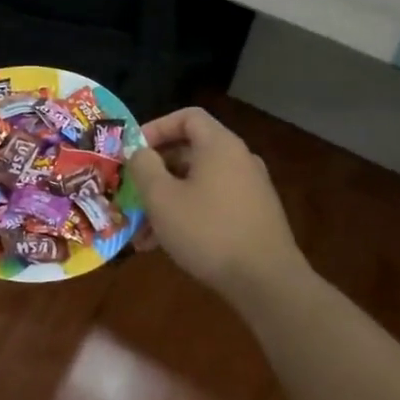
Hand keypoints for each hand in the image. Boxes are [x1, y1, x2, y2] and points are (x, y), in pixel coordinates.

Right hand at [128, 107, 307, 297]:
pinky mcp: (254, 217)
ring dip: (167, 200)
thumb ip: (143, 166)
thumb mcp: (161, 198)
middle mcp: (239, 160)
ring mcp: (250, 190)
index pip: (187, 117)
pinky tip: (165, 246)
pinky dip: (188, 215)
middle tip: (132, 193)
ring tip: (141, 231)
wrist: (267, 283)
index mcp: (220, 146)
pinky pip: (213, 204)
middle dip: (155, 172)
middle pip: (190, 152)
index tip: (134, 151)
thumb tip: (139, 152)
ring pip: (198, 183)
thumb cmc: (208, 231)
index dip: (156, 128)